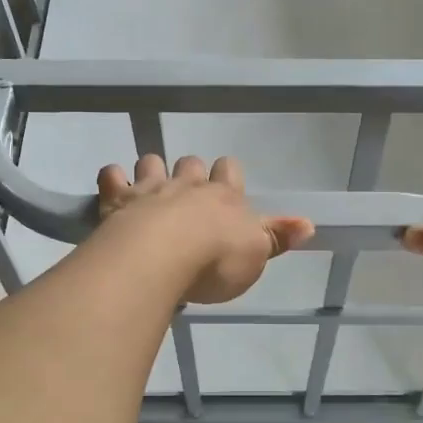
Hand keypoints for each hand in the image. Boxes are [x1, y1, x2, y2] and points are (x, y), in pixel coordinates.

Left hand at [95, 155, 314, 304]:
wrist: (164, 257)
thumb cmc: (216, 260)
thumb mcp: (256, 255)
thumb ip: (278, 237)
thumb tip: (310, 223)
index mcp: (224, 197)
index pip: (230, 171)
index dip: (227, 175)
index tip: (224, 184)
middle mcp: (188, 185)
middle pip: (191, 164)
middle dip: (190, 172)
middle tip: (187, 191)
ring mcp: (151, 189)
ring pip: (152, 161)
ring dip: (151, 169)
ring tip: (150, 187)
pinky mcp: (118, 199)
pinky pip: (112, 176)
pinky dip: (112, 179)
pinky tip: (113, 188)